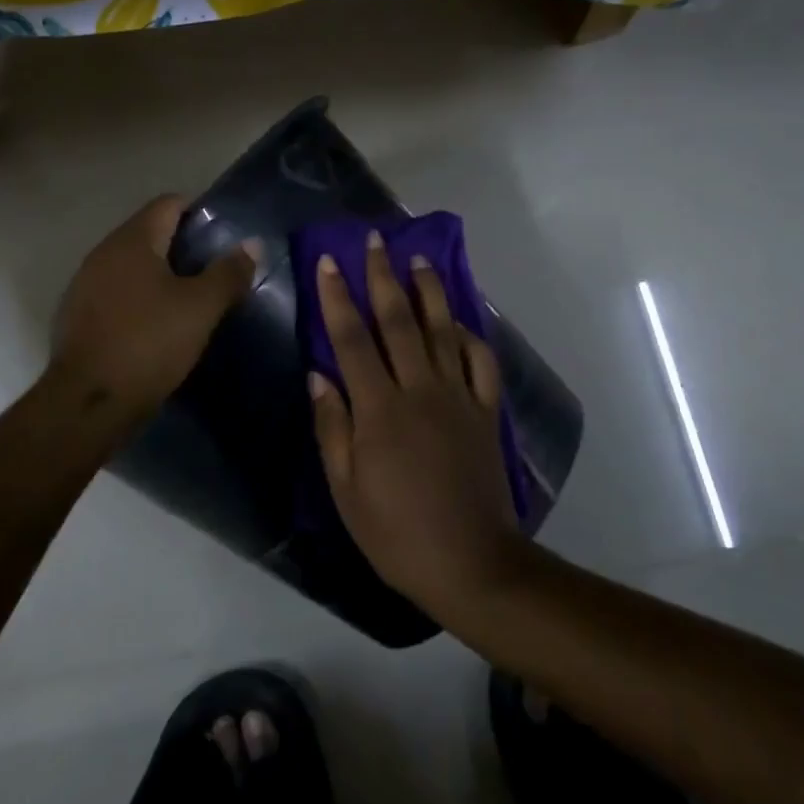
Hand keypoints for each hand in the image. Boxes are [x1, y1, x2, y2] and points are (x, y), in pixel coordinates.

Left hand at [49, 195, 258, 422]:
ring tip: (190, 299)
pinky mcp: (78, 316)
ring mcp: (85, 285)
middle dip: (182, 246)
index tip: (224, 236)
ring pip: (131, 266)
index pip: (168, 204)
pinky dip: (138, 299)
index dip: (199, 212)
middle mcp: (103, 253)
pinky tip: (156, 325)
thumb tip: (252, 244)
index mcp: (132, 240)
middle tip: (214, 270)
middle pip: (148, 233)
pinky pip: (116, 294)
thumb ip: (228, 273)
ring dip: (160, 275)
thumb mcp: (200, 308)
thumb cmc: (149, 343)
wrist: (88, 402)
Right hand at [310, 230, 528, 618]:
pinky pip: (482, 363)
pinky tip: (462, 319)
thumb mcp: (345, 489)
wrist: (470, 563)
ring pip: (442, 331)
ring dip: (428, 292)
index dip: (337, 297)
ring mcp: (458, 398)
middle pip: (398, 321)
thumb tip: (318, 374)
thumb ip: (332, 427)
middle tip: (375, 241)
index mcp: (379, 408)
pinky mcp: (485, 413)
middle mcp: (419, 390)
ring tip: (419, 260)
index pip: (352, 338)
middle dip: (383, 276)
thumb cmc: (396, 532)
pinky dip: (472, 335)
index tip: (328, 261)